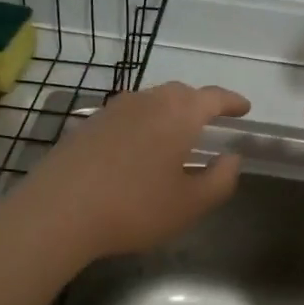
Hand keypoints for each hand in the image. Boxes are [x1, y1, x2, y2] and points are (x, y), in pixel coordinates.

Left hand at [10, 82, 249, 261]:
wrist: (59, 210)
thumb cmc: (135, 207)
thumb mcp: (190, 204)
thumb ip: (220, 179)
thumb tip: (231, 158)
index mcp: (179, 113)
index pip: (213, 97)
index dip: (232, 102)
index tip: (244, 109)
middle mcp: (147, 101)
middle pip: (181, 93)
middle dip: (200, 105)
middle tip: (211, 121)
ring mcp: (113, 109)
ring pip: (151, 101)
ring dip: (169, 113)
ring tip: (176, 135)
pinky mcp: (88, 124)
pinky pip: (127, 115)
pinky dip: (142, 124)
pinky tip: (138, 149)